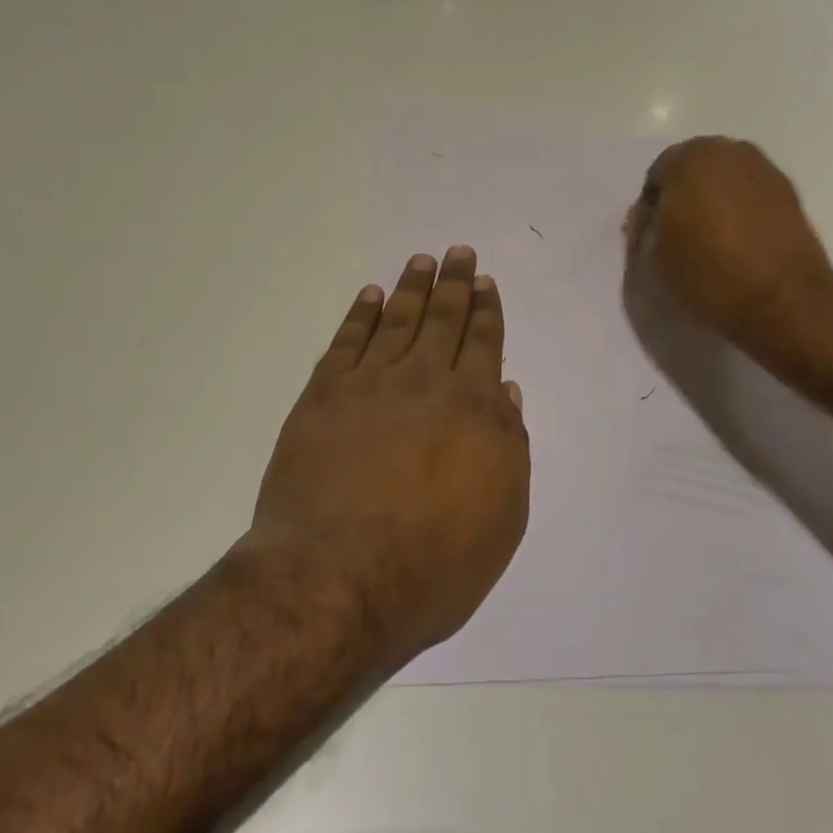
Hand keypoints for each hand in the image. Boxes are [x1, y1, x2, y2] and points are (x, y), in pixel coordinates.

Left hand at [246, 247, 529, 666]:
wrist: (337, 579)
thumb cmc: (434, 561)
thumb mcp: (502, 516)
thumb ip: (508, 445)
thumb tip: (506, 391)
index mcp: (473, 407)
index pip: (484, 343)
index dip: (486, 310)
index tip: (484, 283)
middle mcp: (425, 381)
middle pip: (443, 319)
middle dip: (454, 283)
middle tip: (458, 252)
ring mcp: (370, 384)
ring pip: (397, 320)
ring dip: (412, 288)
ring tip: (421, 261)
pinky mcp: (324, 396)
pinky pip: (347, 341)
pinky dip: (361, 315)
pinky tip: (370, 296)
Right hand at [626, 137, 832, 343]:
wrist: (785, 303)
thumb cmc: (708, 273)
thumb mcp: (651, 257)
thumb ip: (644, 228)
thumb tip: (651, 218)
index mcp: (691, 157)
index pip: (656, 177)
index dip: (649, 212)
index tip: (650, 242)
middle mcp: (731, 152)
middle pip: (693, 173)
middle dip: (683, 201)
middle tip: (678, 241)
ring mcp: (766, 172)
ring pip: (725, 185)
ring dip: (714, 207)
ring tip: (710, 247)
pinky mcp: (792, 197)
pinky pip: (751, 201)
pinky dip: (741, 217)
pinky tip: (738, 248)